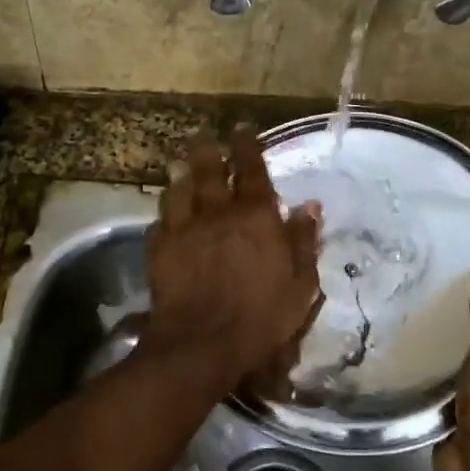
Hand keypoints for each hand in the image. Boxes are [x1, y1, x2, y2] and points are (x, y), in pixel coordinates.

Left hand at [142, 128, 323, 395]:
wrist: (203, 342)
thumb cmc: (262, 315)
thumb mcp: (301, 283)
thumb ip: (304, 240)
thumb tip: (310, 205)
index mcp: (255, 215)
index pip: (251, 168)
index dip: (246, 145)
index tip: (241, 127)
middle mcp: (216, 212)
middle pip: (208, 169)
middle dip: (206, 148)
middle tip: (202, 133)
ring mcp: (183, 228)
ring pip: (179, 190)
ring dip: (181, 174)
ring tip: (179, 165)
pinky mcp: (159, 249)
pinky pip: (159, 222)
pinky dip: (165, 215)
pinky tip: (165, 217)